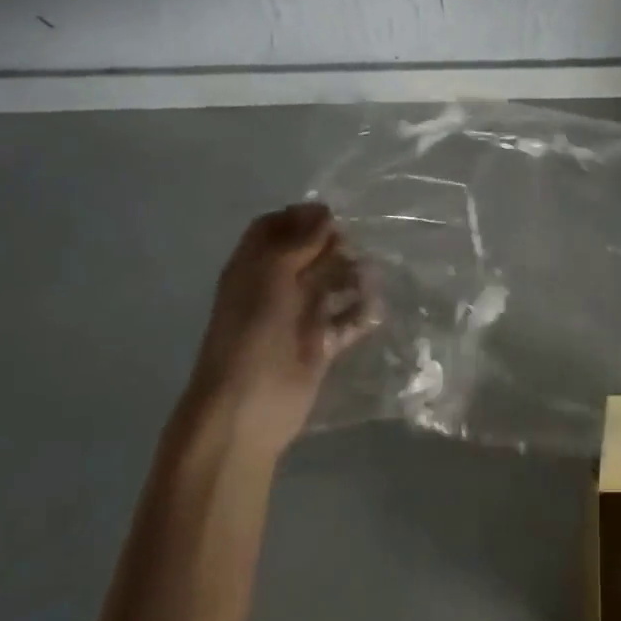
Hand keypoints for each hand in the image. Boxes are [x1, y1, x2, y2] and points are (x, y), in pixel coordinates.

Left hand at [184, 203, 376, 451]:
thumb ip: (300, 241)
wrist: (246, 408)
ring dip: (351, 275)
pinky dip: (361, 312)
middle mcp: (275, 287)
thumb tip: (326, 212)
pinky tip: (375, 307)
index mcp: (253, 267)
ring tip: (369, 275)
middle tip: (356, 245)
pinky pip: (346, 321)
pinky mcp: (319, 345)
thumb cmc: (253, 331)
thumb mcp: (272, 274)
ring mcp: (298, 316)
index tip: (333, 214)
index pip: (274, 227)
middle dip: (333, 244)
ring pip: (330, 283)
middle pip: (308, 252)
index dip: (300, 217)